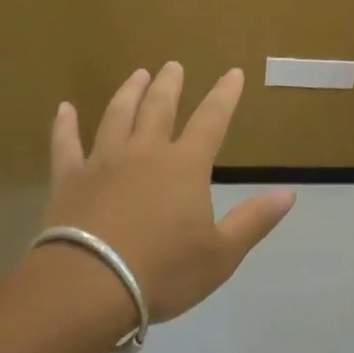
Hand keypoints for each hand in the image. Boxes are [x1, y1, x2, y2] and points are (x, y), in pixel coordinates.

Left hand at [41, 64, 294, 322]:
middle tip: (173, 65)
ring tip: (137, 75)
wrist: (90, 286)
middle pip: (159, 108)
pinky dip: (64, 125)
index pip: (211, 120)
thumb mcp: (221, 254)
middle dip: (170, 84)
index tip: (233, 73)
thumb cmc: (163, 271)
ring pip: (117, 116)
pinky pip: (65, 144)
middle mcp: (145, 152)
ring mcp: (103, 161)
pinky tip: (64, 109)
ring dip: (129, 92)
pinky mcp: (69, 179)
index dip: (224, 96)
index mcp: (185, 166)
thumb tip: (289, 193)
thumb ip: (254, 220)